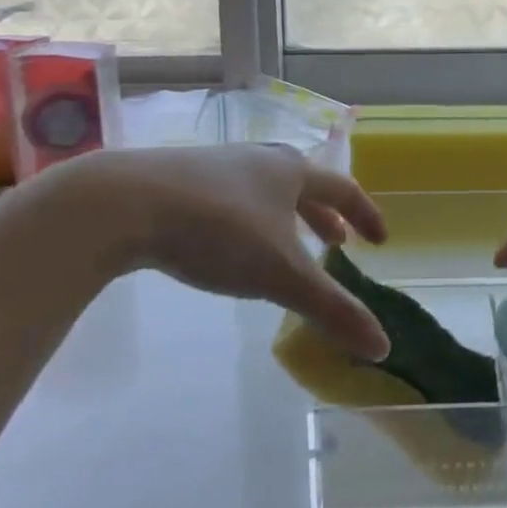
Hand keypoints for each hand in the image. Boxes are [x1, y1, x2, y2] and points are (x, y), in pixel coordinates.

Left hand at [57, 144, 389, 360]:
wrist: (123, 202)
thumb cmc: (218, 230)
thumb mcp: (280, 274)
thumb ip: (332, 309)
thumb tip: (383, 347)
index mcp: (291, 172)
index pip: (343, 190)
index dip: (365, 215)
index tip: (379, 240)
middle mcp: (259, 160)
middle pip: (304, 184)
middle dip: (323, 215)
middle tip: (335, 242)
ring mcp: (217, 165)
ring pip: (264, 188)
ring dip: (283, 216)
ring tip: (282, 244)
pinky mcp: (179, 178)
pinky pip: (229, 196)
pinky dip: (246, 218)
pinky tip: (225, 242)